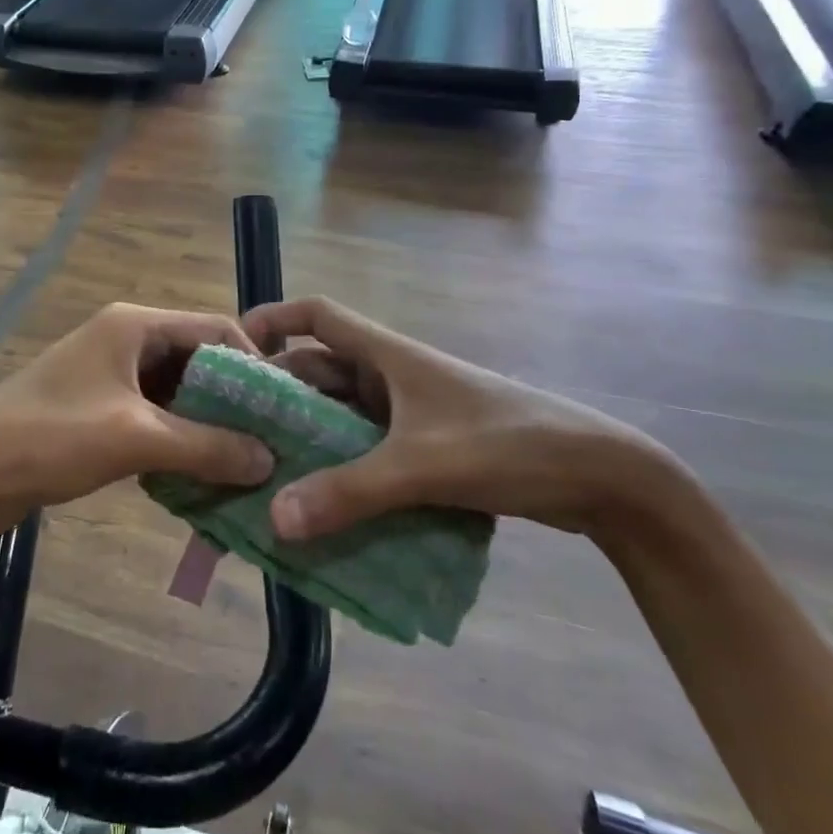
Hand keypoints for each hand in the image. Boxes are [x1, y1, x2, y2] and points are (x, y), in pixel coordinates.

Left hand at [0, 304, 274, 532]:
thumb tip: (268, 458)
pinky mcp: (98, 407)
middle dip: (232, 399)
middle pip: (198, 360)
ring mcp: (110, 374)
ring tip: (243, 462)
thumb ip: (206, 446)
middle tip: (269, 440)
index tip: (280, 407)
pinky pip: (154, 415)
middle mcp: (126, 339)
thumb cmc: (52, 437)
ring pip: (177, 392)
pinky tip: (200, 472)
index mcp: (135, 325)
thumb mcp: (136, 438)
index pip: (215, 327)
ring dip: (206, 424)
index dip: (253, 362)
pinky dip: (177, 439)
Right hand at [243, 297, 677, 541]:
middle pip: (320, 371)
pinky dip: (340, 469)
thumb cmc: (507, 444)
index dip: (274, 320)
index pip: (318, 315)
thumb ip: (350, 491)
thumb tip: (275, 517)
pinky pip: (366, 450)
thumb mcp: (423, 465)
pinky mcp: (426, 446)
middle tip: (234, 431)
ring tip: (264, 472)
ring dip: (308, 439)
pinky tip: (319, 504)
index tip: (234, 348)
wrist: (599, 476)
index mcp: (387, 355)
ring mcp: (409, 413)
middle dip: (278, 396)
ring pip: (342, 416)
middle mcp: (391, 376)